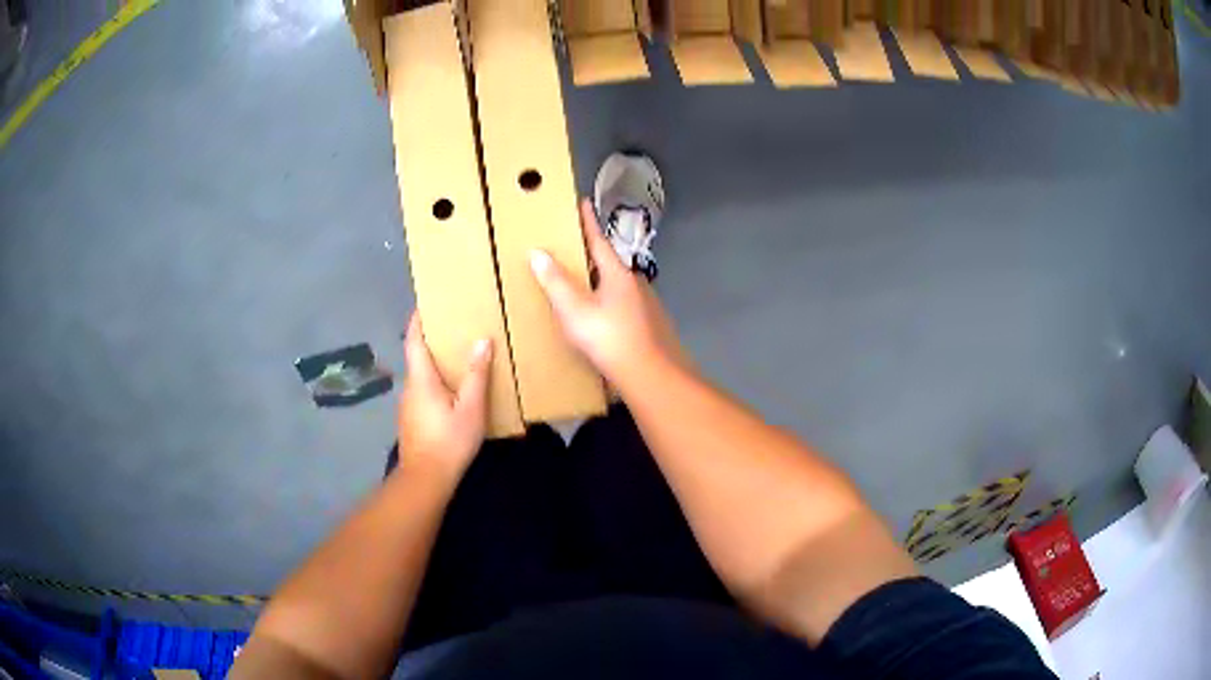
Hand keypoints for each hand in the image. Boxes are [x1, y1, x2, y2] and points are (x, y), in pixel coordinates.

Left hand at [397, 313, 491, 479]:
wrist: (425, 479)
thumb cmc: (448, 441)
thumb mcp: (470, 409)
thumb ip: (476, 375)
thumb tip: (482, 340)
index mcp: (421, 379)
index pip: (413, 340)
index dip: (417, 320)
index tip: (426, 303)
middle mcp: (410, 387)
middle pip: (416, 356)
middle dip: (431, 339)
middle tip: (452, 326)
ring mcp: (408, 405)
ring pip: (420, 375)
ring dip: (434, 362)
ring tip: (457, 355)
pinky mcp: (412, 420)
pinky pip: (423, 390)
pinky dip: (435, 381)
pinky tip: (452, 389)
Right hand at [530, 199, 688, 386]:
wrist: (650, 375)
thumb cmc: (609, 339)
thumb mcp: (575, 311)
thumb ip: (556, 282)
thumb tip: (538, 252)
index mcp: (617, 274)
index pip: (599, 240)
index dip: (588, 222)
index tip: (583, 202)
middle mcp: (635, 284)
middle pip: (609, 264)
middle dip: (592, 256)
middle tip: (573, 250)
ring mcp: (646, 305)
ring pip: (618, 287)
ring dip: (601, 282)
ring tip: (583, 287)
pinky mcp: (651, 326)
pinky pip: (624, 307)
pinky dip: (610, 305)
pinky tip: (603, 320)